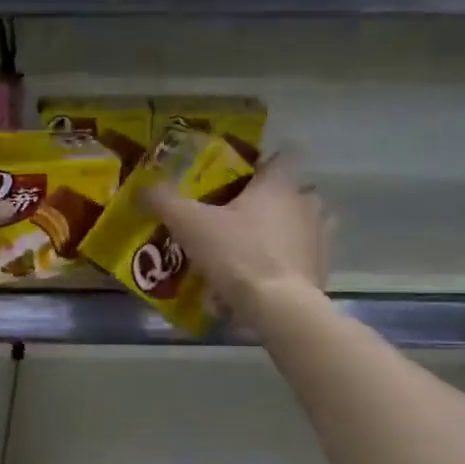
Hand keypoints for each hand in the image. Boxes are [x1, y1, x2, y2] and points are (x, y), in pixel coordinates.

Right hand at [144, 152, 328, 320]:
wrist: (278, 307)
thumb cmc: (236, 253)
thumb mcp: (190, 224)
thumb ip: (165, 201)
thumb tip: (143, 187)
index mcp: (279, 184)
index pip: (281, 156)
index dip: (260, 164)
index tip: (239, 179)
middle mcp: (306, 203)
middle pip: (289, 193)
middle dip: (267, 203)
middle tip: (235, 219)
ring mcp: (320, 237)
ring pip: (298, 227)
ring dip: (279, 234)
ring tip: (247, 253)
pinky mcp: (321, 269)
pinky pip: (299, 259)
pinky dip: (282, 266)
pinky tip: (256, 284)